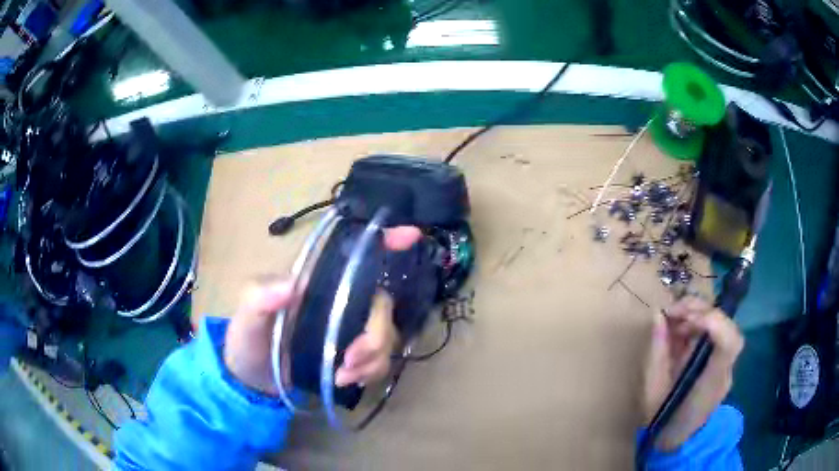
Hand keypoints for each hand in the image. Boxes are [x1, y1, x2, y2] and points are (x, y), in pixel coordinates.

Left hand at [223, 226, 422, 395]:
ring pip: (387, 334)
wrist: (253, 378)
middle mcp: (339, 300)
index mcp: (316, 282)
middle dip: (375, 336)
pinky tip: (346, 381)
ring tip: (341, 376)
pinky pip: (381, 359)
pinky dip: (371, 372)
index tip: (411, 236)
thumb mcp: (246, 316)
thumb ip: (259, 298)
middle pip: (381, 304)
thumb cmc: (248, 339)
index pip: (354, 255)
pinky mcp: (353, 355)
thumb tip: (291, 286)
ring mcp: (348, 328)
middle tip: (349, 361)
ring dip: (373, 359)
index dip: (385, 242)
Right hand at [643, 297, 744, 450]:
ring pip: (722, 325)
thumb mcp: (653, 389)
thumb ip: (658, 351)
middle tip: (672, 312)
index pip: (730, 344)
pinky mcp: (720, 361)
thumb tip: (658, 315)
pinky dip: (699, 324)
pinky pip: (715, 333)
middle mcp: (724, 370)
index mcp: (711, 382)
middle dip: (700, 311)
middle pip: (727, 327)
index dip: (713, 322)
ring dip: (698, 315)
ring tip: (674, 319)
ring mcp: (725, 365)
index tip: (686, 319)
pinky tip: (681, 329)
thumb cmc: (663, 418)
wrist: (677, 440)